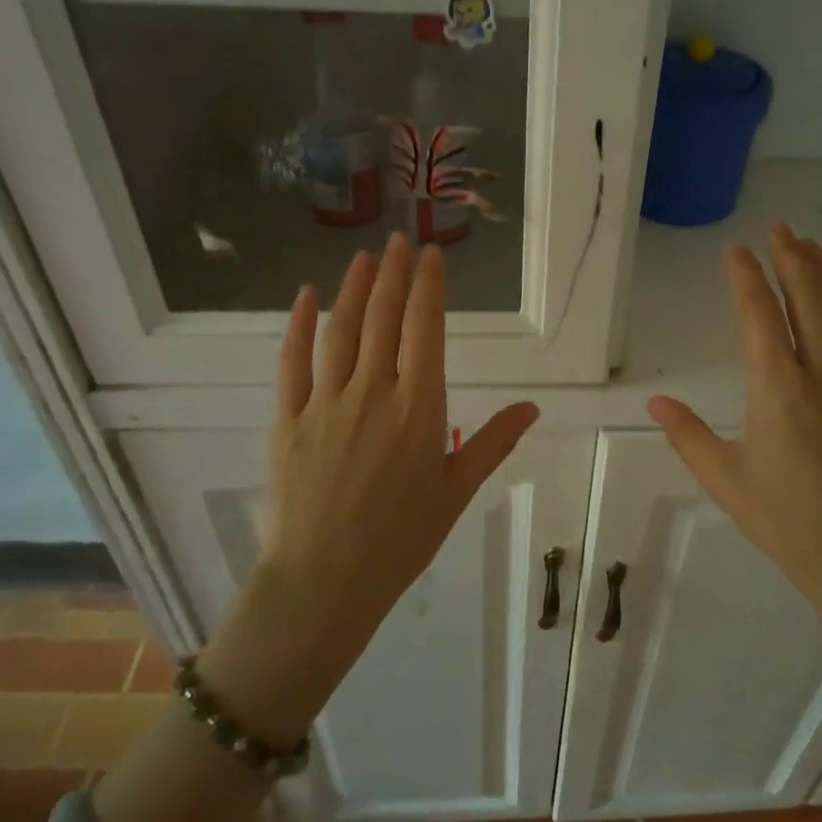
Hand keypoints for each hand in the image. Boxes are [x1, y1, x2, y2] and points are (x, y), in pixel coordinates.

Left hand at [200, 237, 538, 740]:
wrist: (325, 582)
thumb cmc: (400, 539)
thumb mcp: (457, 491)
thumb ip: (493, 442)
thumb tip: (533, 407)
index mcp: (419, 407)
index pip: (425, 329)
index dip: (429, 287)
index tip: (432, 255)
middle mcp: (373, 391)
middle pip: (384, 318)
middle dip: (395, 274)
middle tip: (401, 240)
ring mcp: (327, 401)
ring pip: (342, 330)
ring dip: (355, 288)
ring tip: (365, 257)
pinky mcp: (289, 417)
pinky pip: (293, 361)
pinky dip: (298, 325)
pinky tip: (305, 297)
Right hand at [648, 225, 821, 641]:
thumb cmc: (790, 523)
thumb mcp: (727, 481)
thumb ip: (688, 435)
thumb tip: (656, 401)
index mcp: (778, 390)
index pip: (760, 315)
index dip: (747, 277)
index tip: (736, 251)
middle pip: (808, 297)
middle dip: (792, 257)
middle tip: (778, 228)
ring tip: (809, 245)